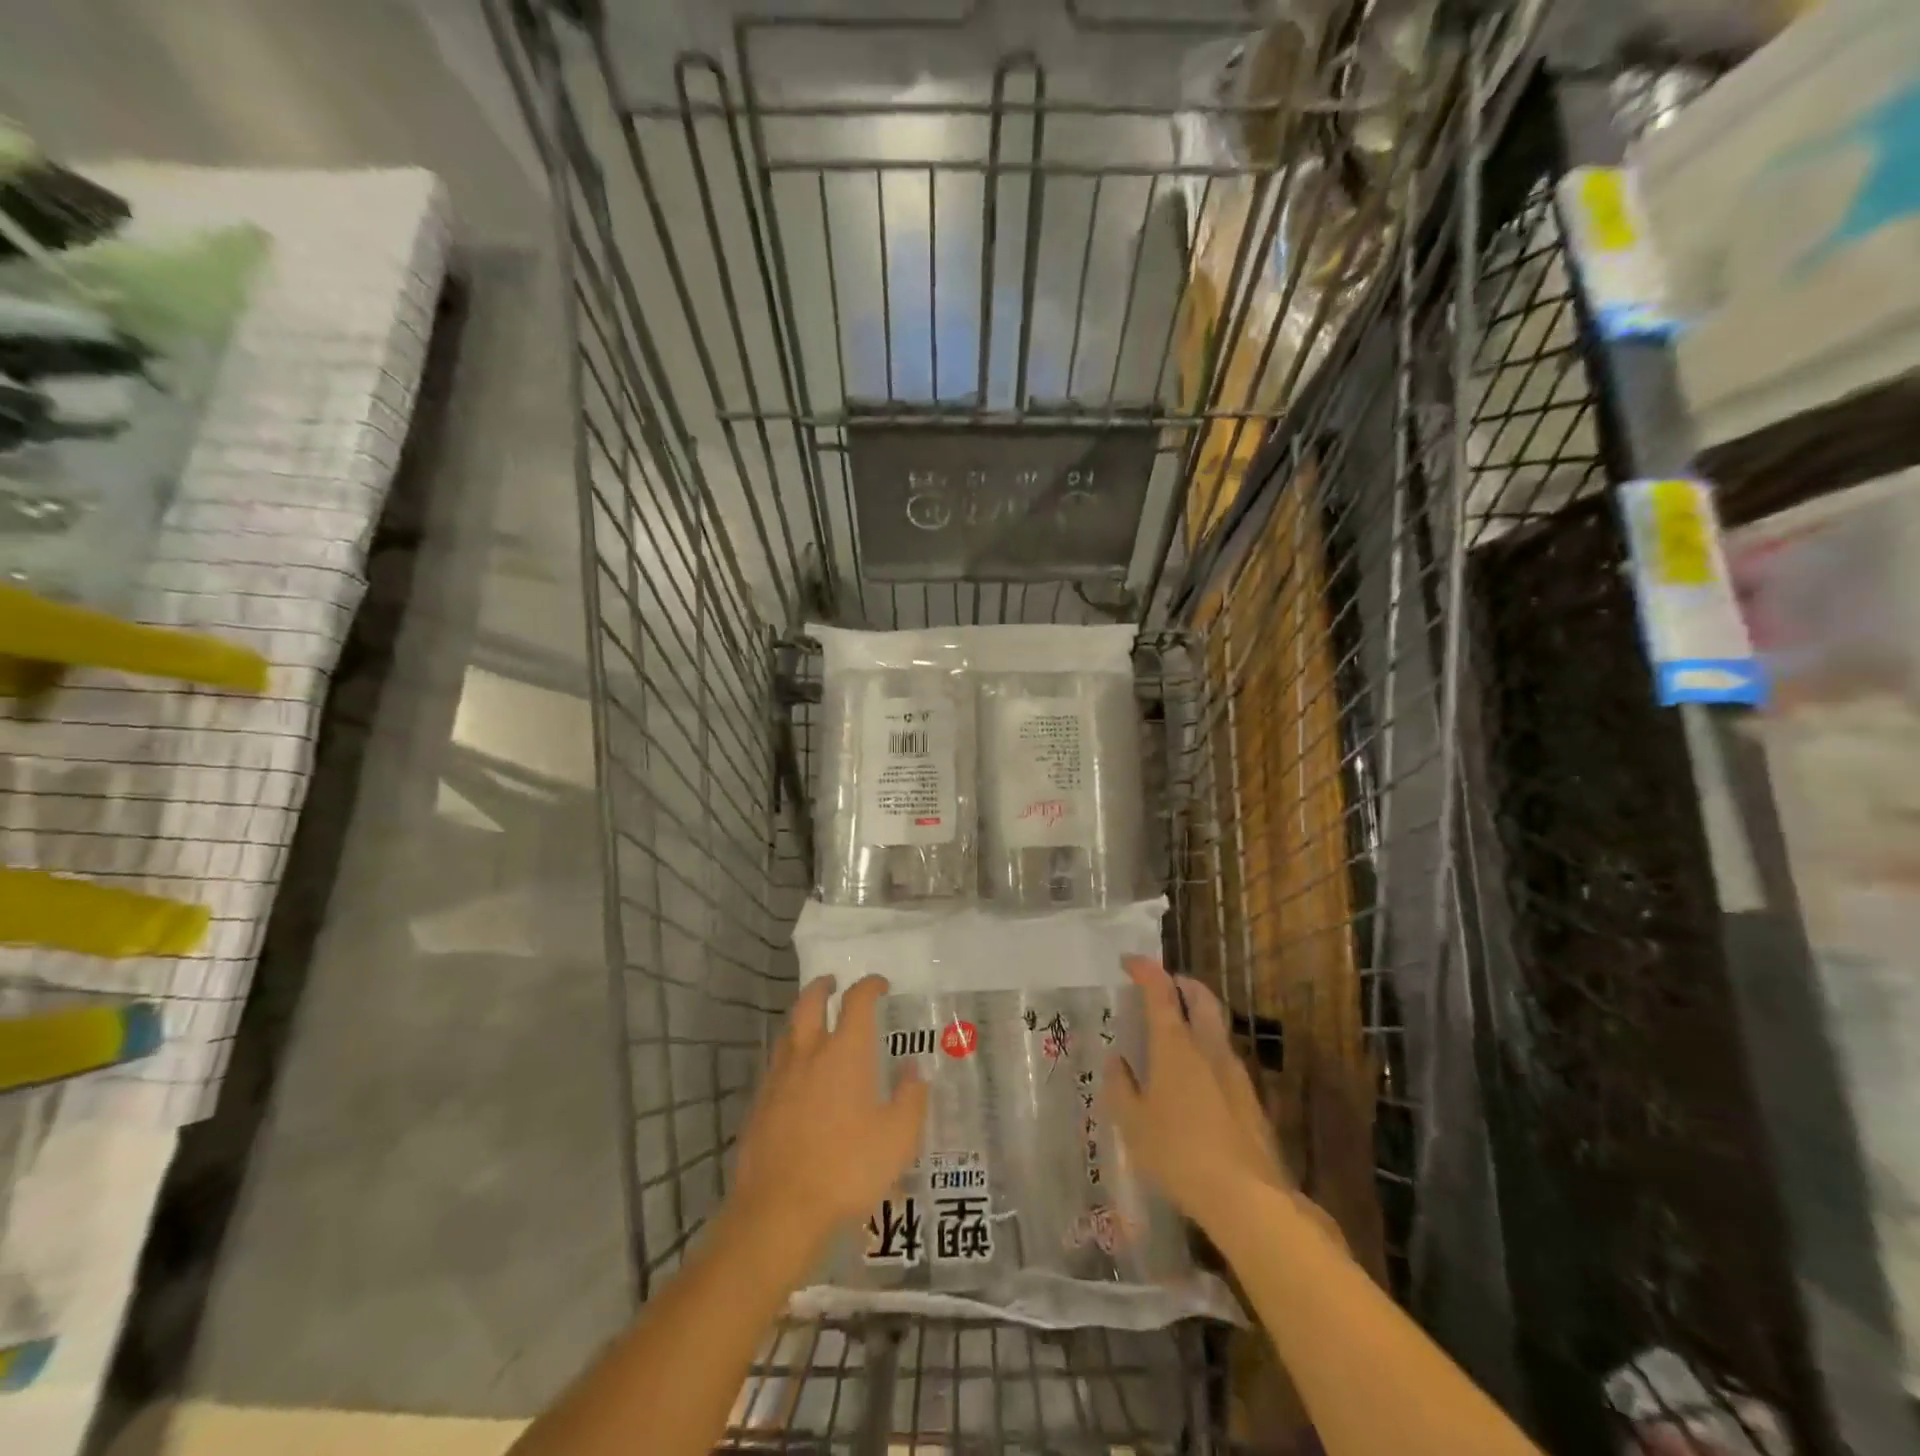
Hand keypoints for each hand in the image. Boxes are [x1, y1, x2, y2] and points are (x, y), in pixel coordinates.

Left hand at [728, 975, 928, 1259]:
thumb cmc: (847, 1168)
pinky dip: (789, 1053)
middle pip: (810, 1003)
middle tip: (833, 983)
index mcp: (845, 1052)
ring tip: (814, 1022)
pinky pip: (776, 1063)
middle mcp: (809, 1053)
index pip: (857, 1001)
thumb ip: (911, 1097)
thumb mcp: (898, 1138)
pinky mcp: (759, 1104)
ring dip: (802, 1017)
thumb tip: (914, 1068)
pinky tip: (796, 1073)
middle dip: (823, 987)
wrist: (779, 1210)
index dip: (869, 986)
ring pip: (788, 1031)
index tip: (880, 985)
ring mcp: (779, 1078)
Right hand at [1102, 956, 1291, 1230]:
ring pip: (1217, 1025)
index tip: (1129, 962)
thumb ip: (1121, 1087)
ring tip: (1176, 1029)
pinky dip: (1207, 1047)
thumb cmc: (1179, 1154)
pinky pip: (1224, 1056)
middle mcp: (1208, 1047)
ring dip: (1197, 1014)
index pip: (1160, 991)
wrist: (1249, 1198)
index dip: (1145, 970)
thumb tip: (1117, 1060)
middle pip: (1200, 997)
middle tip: (1163, 985)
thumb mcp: (1133, 1124)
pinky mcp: (1251, 1098)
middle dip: (1181, 982)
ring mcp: (1235, 1072)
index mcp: (1176, 1045)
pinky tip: (1195, 1075)